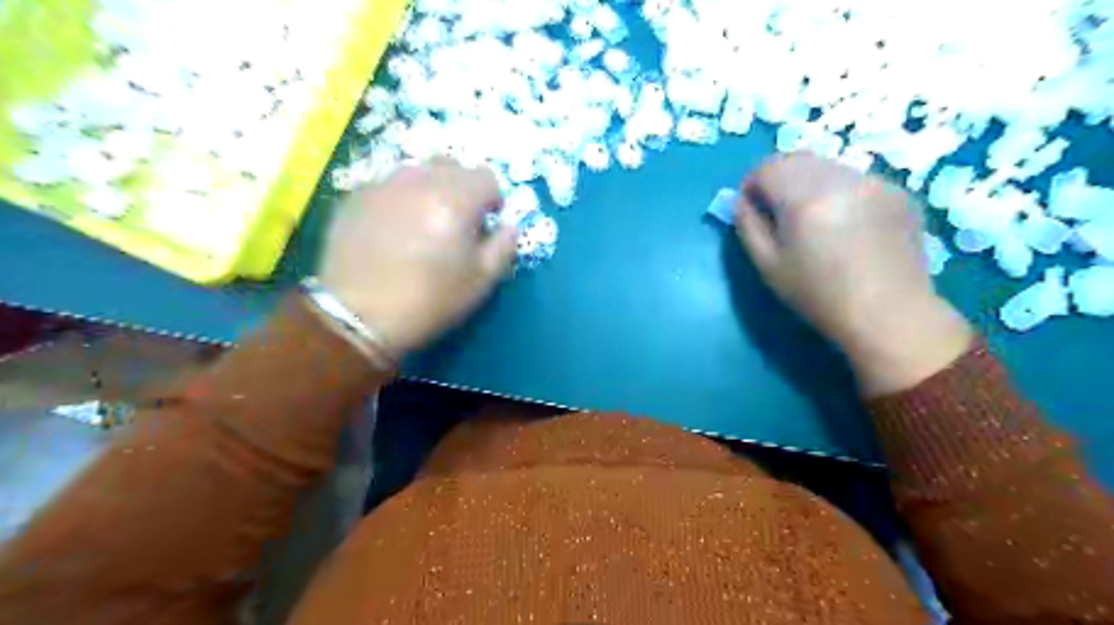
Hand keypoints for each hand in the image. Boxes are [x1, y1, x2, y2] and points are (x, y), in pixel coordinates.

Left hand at [317, 159, 516, 357]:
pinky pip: (389, 184)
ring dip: (431, 189)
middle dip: (463, 189)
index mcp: (455, 200)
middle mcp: (419, 181)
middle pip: (452, 165)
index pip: (486, 177)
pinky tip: (394, 228)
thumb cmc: (429, 301)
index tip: (486, 224)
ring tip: (424, 222)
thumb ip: (504, 246)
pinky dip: (401, 198)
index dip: (492, 200)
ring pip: (418, 170)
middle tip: (457, 221)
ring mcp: (383, 184)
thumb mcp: (481, 281)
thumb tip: (508, 226)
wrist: (357, 316)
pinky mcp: (356, 195)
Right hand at [739, 151, 972, 395]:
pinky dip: (839, 191)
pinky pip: (854, 179)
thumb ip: (748, 226)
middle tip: (778, 213)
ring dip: (809, 183)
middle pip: (797, 158)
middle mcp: (841, 178)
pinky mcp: (897, 191)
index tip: (752, 209)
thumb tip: (742, 201)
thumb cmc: (819, 295)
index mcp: (805, 198)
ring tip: (813, 219)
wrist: (888, 314)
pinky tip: (846, 225)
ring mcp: (874, 181)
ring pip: (827, 165)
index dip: (752, 185)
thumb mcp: (768, 266)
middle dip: (779, 179)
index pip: (767, 167)